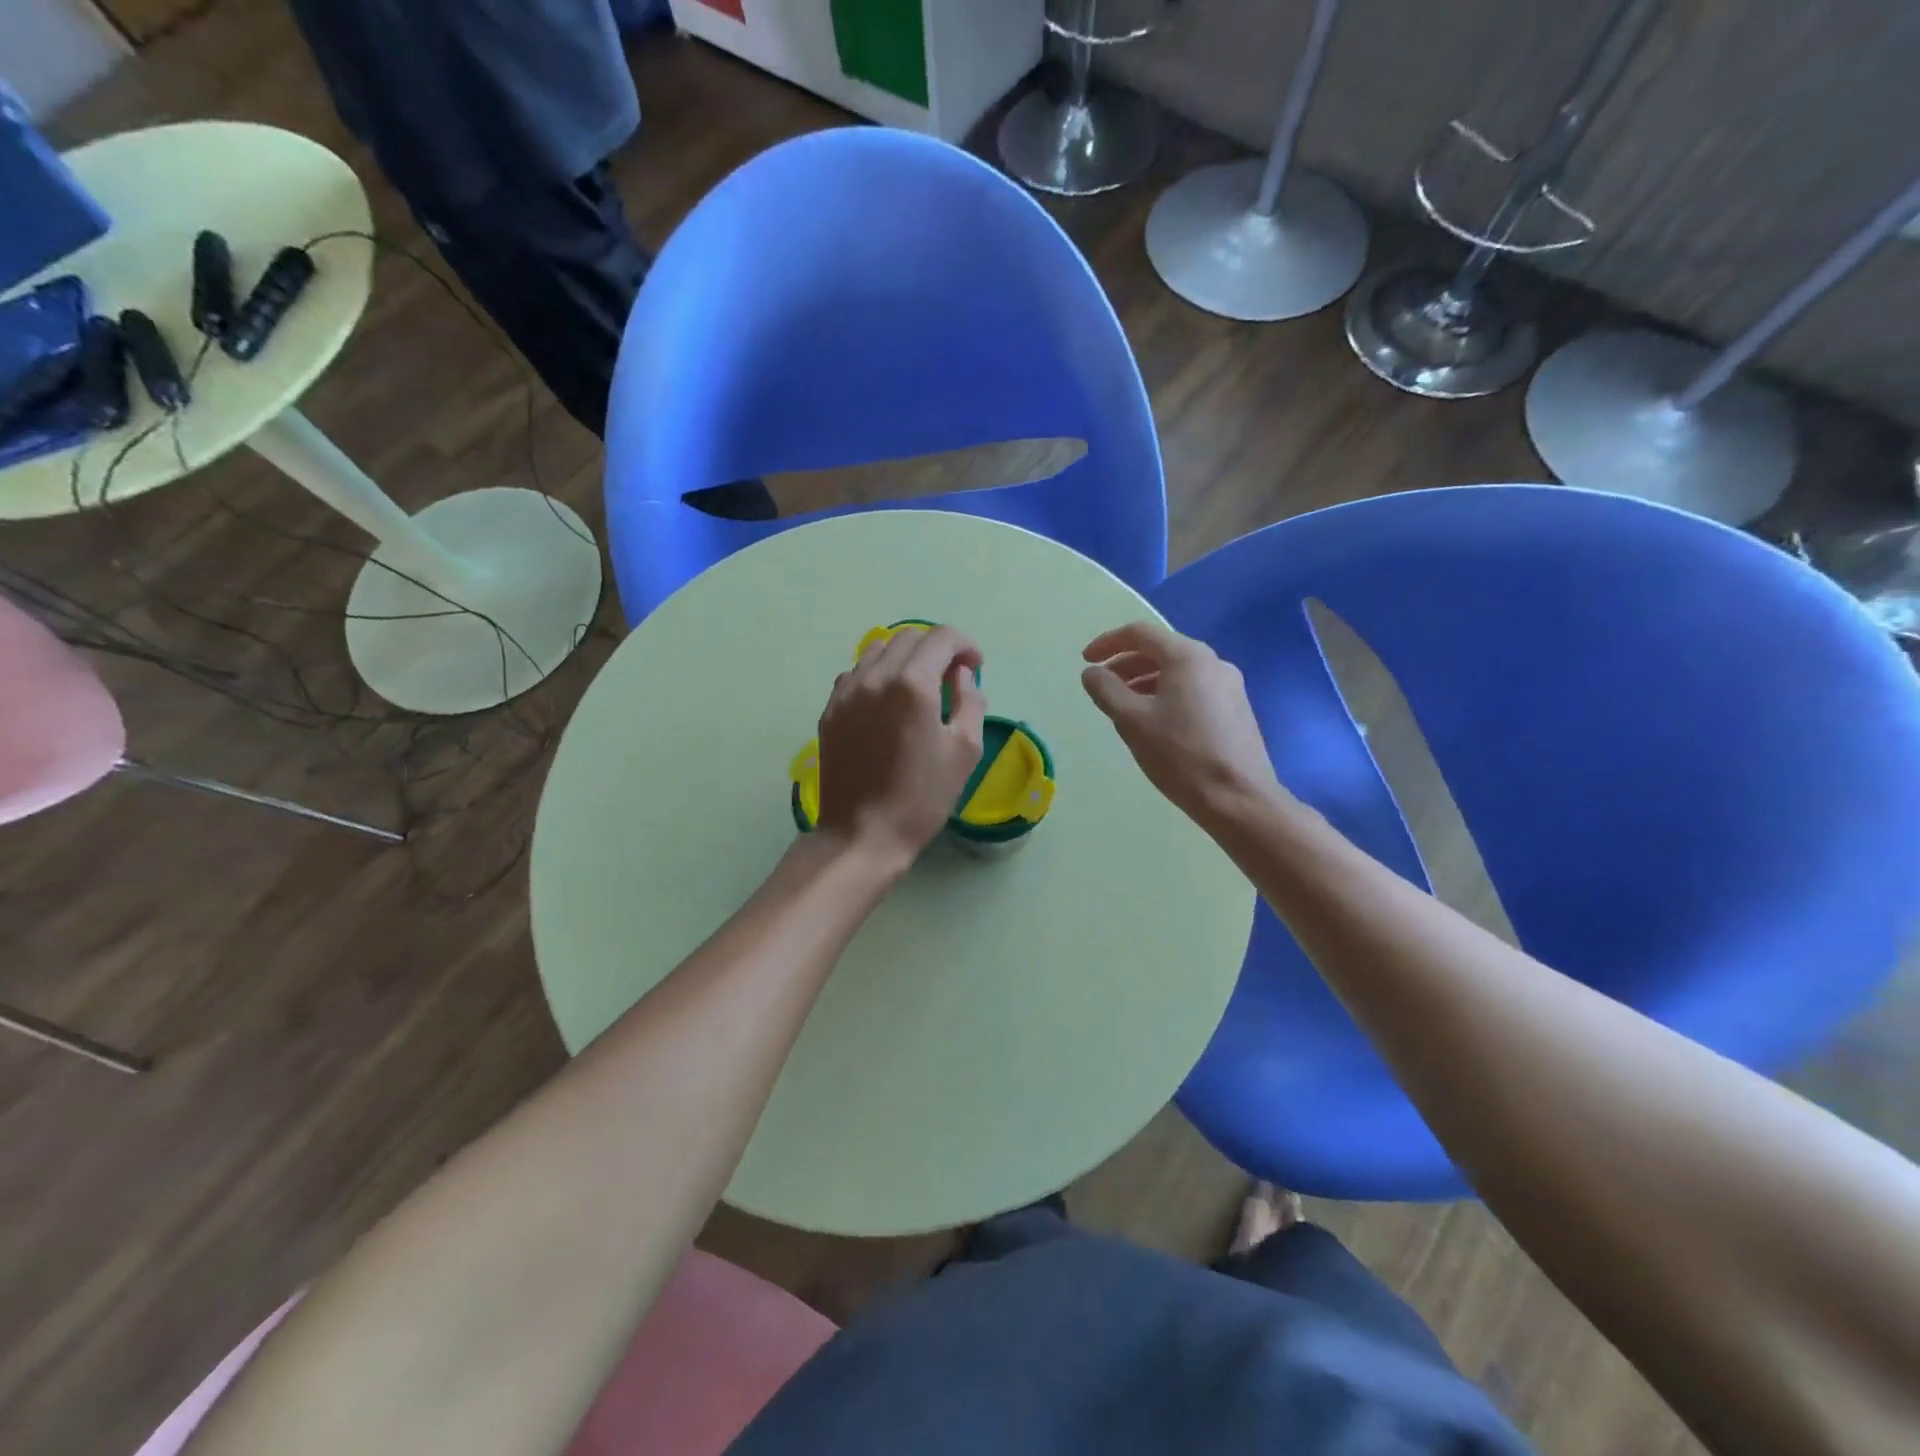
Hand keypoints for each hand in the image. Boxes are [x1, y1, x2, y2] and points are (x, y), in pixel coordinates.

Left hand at [815, 625, 986, 871]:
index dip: (965, 645)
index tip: (975, 666)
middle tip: (951, 675)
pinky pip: (856, 674)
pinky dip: (878, 674)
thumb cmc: (922, 796)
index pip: (942, 638)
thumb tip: (961, 675)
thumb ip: (970, 700)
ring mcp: (846, 692)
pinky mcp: (830, 710)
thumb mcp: (965, 750)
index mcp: (912, 683)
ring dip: (905, 657)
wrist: (862, 833)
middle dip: (936, 647)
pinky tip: (887, 702)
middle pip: (908, 637)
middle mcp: (875, 676)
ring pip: (877, 650)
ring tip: (919, 685)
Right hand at [1081, 621, 1280, 824]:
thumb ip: (1107, 690)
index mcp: (1188, 657)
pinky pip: (1193, 688)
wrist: (1238, 798)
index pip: (1140, 634)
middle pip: (1161, 650)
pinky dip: (1166, 693)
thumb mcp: (1132, 721)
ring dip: (1145, 680)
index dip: (1107, 643)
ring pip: (1178, 671)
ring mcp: (1229, 685)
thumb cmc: (1180, 755)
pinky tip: (1155, 721)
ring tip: (1124, 706)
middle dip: (1126, 664)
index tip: (1086, 661)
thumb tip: (1092, 672)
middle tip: (1102, 685)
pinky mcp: (1236, 709)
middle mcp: (1213, 662)